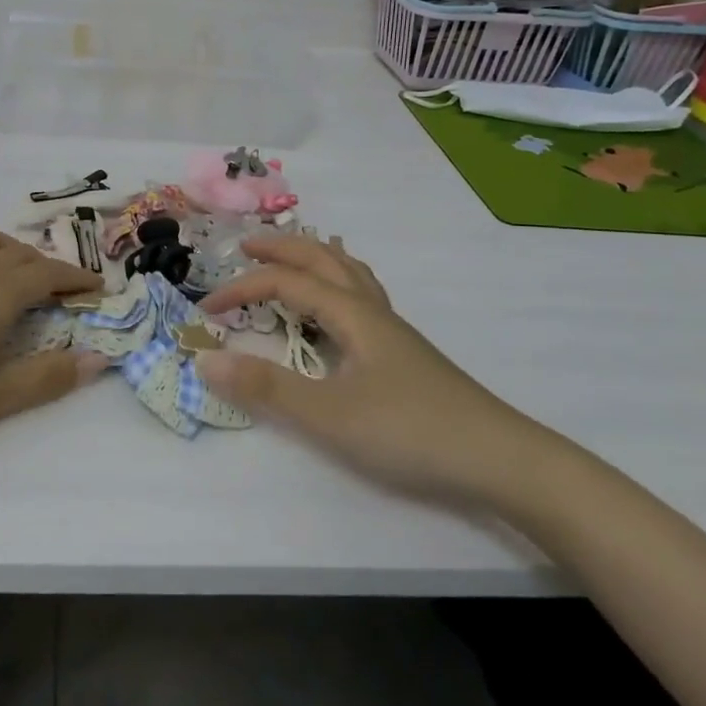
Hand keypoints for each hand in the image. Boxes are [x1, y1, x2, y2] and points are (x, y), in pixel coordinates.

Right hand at [196, 235, 556, 502]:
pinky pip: (364, 296)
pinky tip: (341, 308)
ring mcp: (394, 331)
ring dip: (315, 257)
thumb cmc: (410, 432)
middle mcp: (372, 311)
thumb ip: (266, 387)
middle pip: (323, 260)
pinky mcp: (406, 353)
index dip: (242, 288)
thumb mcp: (329, 414)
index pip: (286, 284)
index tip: (206, 308)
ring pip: (350, 274)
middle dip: (282, 248)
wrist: (500, 459)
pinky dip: (340, 283)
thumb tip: (205, 358)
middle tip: (246, 245)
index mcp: (352, 314)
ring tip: (296, 257)